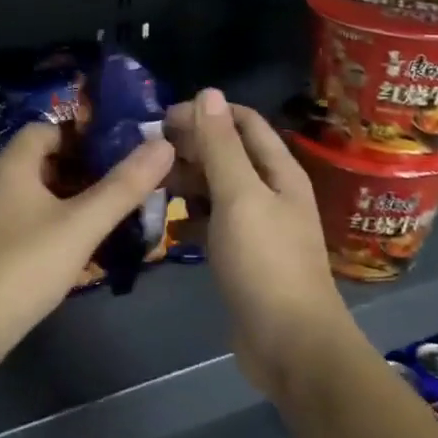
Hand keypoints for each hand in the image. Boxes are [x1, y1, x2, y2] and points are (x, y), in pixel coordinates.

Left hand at [0, 121, 174, 374]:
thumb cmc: (23, 266)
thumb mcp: (81, 225)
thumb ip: (123, 186)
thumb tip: (163, 144)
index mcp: (11, 166)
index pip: (47, 129)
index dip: (83, 135)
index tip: (119, 151)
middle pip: (43, 162)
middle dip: (84, 171)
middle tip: (123, 186)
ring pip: (36, 196)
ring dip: (71, 202)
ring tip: (110, 218)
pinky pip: (25, 223)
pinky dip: (53, 227)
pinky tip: (77, 251)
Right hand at [164, 89, 352, 399]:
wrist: (290, 344)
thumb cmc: (265, 262)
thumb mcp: (240, 196)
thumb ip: (221, 146)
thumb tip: (208, 93)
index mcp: (279, 172)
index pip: (244, 123)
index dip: (207, 113)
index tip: (163, 118)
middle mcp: (271, 193)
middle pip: (230, 155)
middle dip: (192, 147)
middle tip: (148, 152)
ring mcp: (258, 227)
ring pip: (219, 190)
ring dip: (189, 183)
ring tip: (150, 183)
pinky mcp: (244, 257)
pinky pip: (214, 225)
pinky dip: (192, 219)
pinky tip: (167, 224)